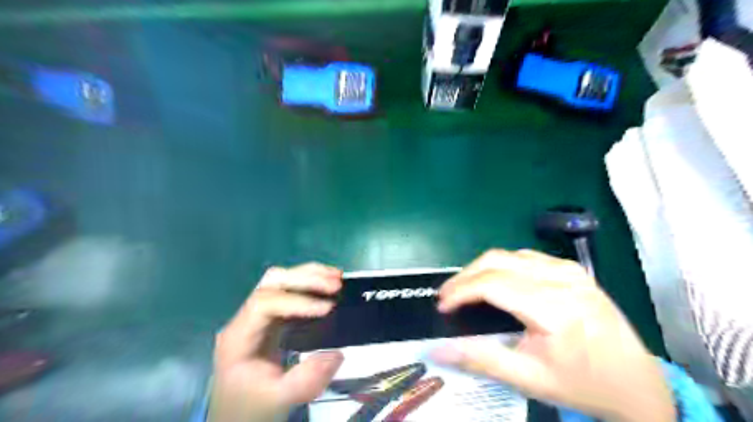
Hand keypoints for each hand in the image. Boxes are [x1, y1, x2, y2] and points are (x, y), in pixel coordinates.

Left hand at [209, 264, 342, 420]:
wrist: (239, 414)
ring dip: (309, 275)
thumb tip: (337, 354)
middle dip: (305, 279)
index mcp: (239, 337)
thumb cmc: (253, 407)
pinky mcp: (271, 317)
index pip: (264, 304)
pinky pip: (289, 291)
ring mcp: (258, 315)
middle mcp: (246, 318)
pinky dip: (310, 283)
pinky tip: (328, 284)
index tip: (327, 308)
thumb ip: (305, 381)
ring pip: (280, 281)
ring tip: (337, 277)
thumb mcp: (278, 400)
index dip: (297, 301)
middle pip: (271, 283)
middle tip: (336, 284)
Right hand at [432, 250, 672, 421]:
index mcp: (554, 307)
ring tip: (466, 290)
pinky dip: (501, 266)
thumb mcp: (529, 379)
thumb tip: (436, 350)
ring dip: (481, 269)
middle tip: (447, 296)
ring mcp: (569, 269)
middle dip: (465, 276)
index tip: (441, 306)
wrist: (638, 382)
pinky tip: (495, 283)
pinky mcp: (572, 268)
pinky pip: (525, 257)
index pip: (492, 284)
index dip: (460, 291)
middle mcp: (562, 278)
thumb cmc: (582, 385)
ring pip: (508, 255)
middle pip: (497, 261)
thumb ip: (479, 359)